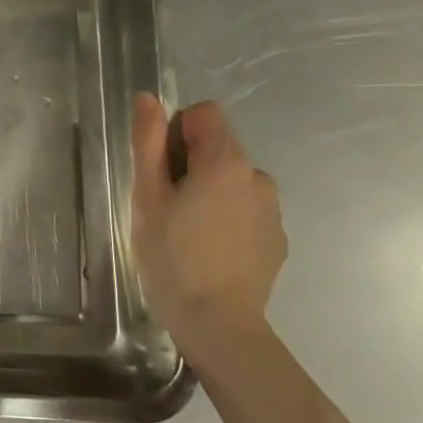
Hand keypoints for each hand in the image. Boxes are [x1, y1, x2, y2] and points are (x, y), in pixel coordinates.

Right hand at [130, 94, 286, 355]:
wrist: (218, 324)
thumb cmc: (172, 256)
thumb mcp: (147, 196)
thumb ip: (148, 142)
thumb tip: (148, 98)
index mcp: (226, 161)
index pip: (204, 114)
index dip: (175, 133)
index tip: (160, 170)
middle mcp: (258, 177)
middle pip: (218, 147)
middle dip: (190, 165)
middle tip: (166, 206)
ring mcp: (272, 210)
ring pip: (232, 181)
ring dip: (209, 192)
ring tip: (186, 231)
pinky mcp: (276, 239)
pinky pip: (245, 210)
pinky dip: (226, 218)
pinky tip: (209, 251)